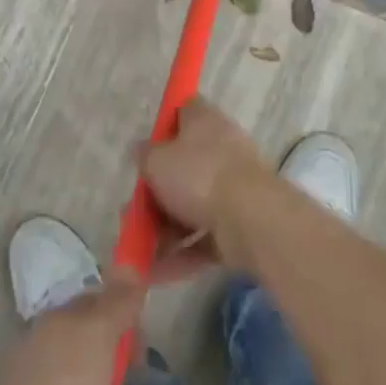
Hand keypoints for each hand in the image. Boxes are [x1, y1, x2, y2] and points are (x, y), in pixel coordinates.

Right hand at [142, 100, 271, 274]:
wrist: (252, 219)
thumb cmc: (199, 176)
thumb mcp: (157, 161)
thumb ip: (145, 156)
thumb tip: (143, 151)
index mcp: (204, 121)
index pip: (183, 110)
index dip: (164, 124)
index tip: (147, 147)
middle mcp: (222, 148)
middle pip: (184, 165)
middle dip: (157, 193)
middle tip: (134, 211)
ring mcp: (234, 188)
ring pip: (193, 205)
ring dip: (165, 230)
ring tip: (138, 252)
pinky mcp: (241, 224)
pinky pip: (204, 237)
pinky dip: (182, 254)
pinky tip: (155, 274)